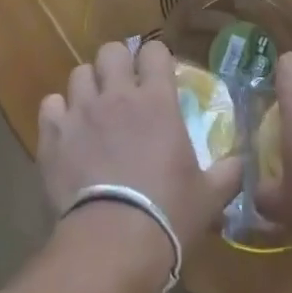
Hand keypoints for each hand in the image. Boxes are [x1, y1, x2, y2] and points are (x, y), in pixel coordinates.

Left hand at [38, 40, 242, 246]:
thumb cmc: (168, 212)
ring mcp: (81, 111)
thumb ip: (228, 172)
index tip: (158, 75)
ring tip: (93, 108)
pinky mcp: (53, 135)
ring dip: (88, 86)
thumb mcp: (209, 195)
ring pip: (78, 73)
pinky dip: (58, 113)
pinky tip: (67, 130)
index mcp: (158, 99)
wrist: (113, 241)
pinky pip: (50, 105)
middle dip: (117, 63)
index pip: (154, 51)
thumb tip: (241, 162)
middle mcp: (117, 94)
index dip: (156, 59)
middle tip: (123, 87)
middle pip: (111, 51)